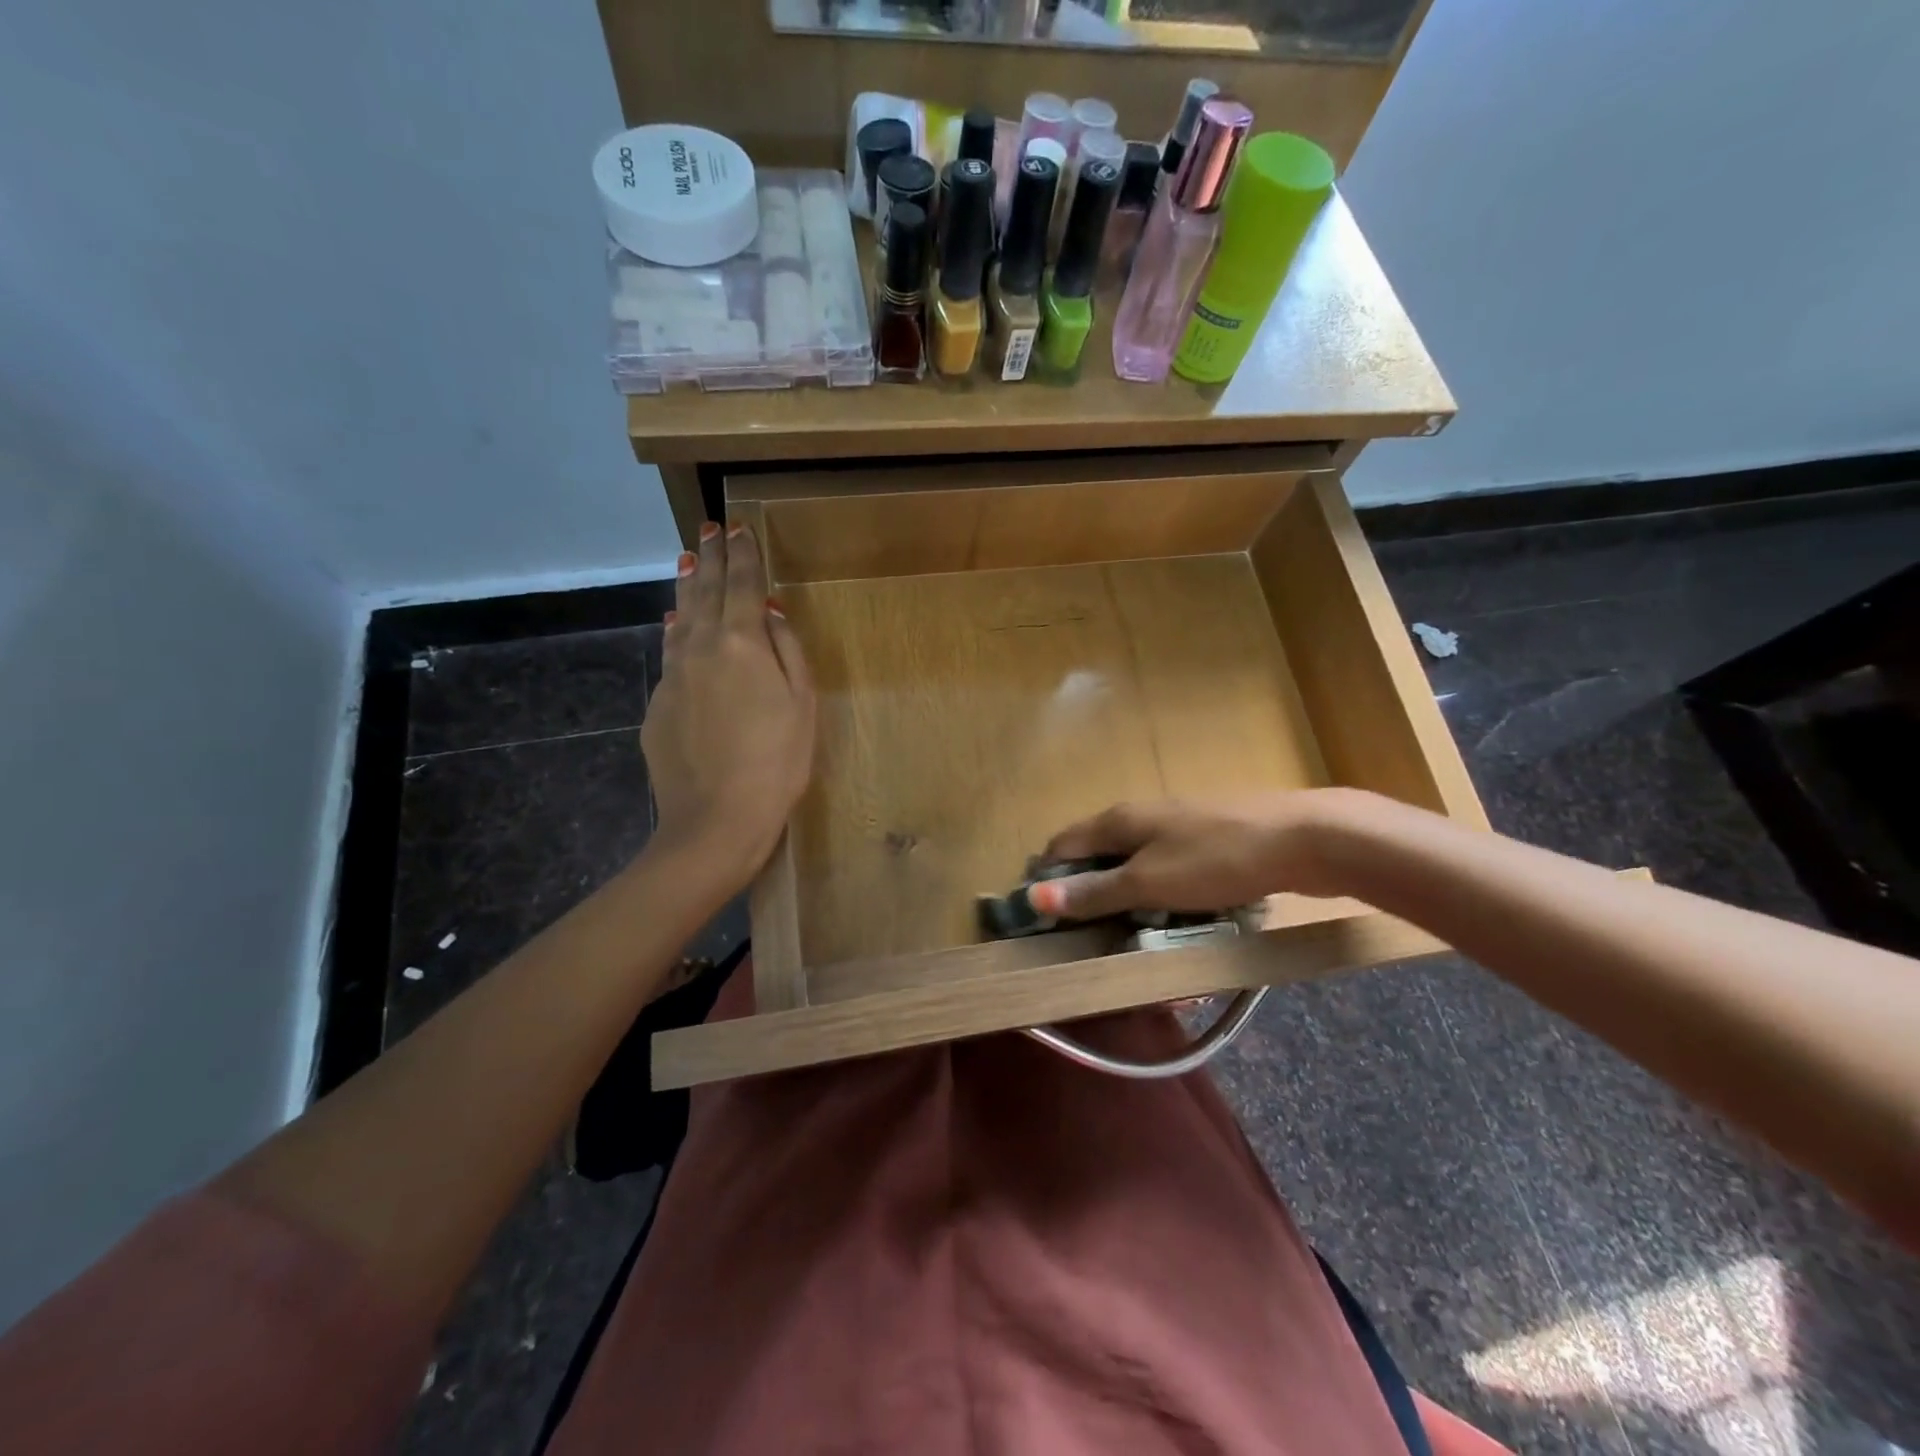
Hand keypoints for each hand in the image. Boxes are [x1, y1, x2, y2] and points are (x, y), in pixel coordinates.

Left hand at [641, 523, 814, 886]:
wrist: (716, 819)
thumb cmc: (777, 762)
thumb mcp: (801, 704)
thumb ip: (787, 650)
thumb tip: (770, 610)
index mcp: (742, 643)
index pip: (743, 585)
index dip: (742, 554)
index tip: (738, 526)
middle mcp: (701, 648)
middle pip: (705, 592)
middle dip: (710, 557)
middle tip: (707, 528)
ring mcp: (673, 675)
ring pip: (679, 618)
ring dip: (687, 588)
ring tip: (687, 562)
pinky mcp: (658, 704)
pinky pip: (670, 654)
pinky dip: (676, 631)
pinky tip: (675, 625)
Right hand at [1032, 791, 1369, 920]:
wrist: (1304, 838)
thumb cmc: (1216, 861)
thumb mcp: (1148, 883)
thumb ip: (1095, 891)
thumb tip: (1034, 897)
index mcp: (1119, 819)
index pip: (1062, 845)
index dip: (1047, 880)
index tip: (1045, 922)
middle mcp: (1142, 815)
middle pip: (1096, 851)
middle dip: (1086, 889)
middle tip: (1086, 935)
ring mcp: (1178, 824)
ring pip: (1133, 859)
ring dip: (1122, 892)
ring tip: (1127, 931)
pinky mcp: (1209, 838)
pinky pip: (1166, 865)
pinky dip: (1156, 889)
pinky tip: (1171, 913)